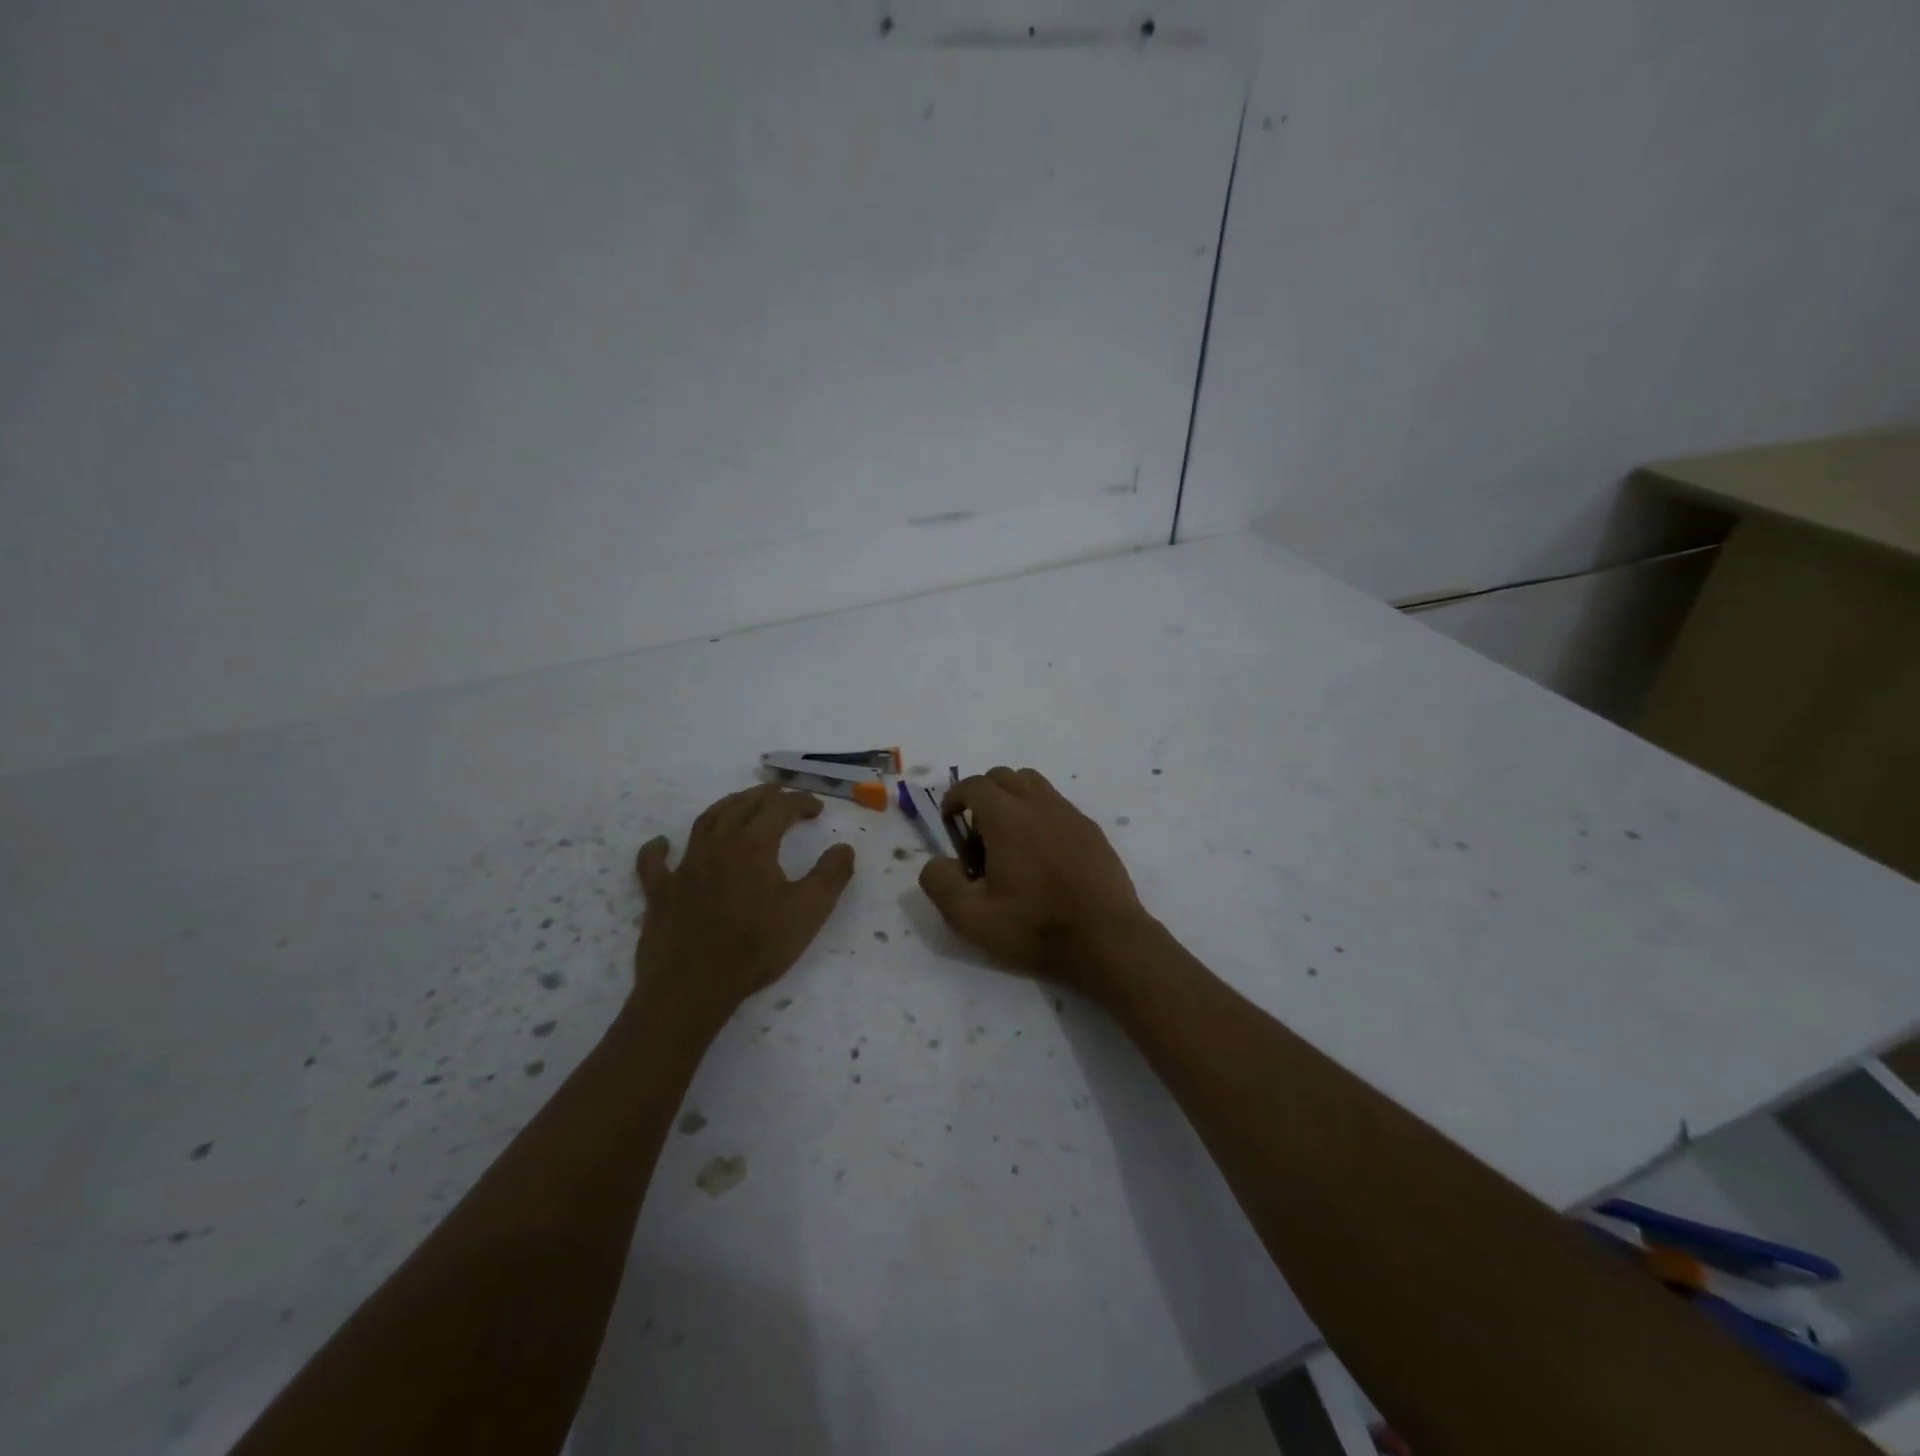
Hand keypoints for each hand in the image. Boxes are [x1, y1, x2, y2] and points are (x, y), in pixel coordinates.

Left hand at [633, 785, 855, 1022]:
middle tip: (783, 793)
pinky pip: (654, 862)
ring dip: (727, 806)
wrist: (694, 986)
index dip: (801, 803)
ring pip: (705, 821)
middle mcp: (717, 844)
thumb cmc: (757, 947)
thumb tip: (844, 848)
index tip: (817, 809)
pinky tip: (662, 843)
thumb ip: (831, 875)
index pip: (780, 809)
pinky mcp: (661, 891)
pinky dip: (658, 848)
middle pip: (742, 805)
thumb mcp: (809, 912)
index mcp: (753, 844)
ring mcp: (685, 866)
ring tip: (741, 804)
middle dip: (766, 795)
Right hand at [918, 766, 1146, 989]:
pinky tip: (1043, 853)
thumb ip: (939, 882)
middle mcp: (1038, 803)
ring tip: (1009, 838)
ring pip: (1033, 783)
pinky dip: (1040, 814)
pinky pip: (1058, 804)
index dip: (954, 798)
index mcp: (1006, 816)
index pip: (973, 784)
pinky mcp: (1091, 829)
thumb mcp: (970, 916)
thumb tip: (936, 862)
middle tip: (978, 835)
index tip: (950, 823)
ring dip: (1013, 798)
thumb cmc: (1034, 926)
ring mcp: (1069, 813)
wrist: (1105, 938)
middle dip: (982, 795)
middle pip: (1003, 776)